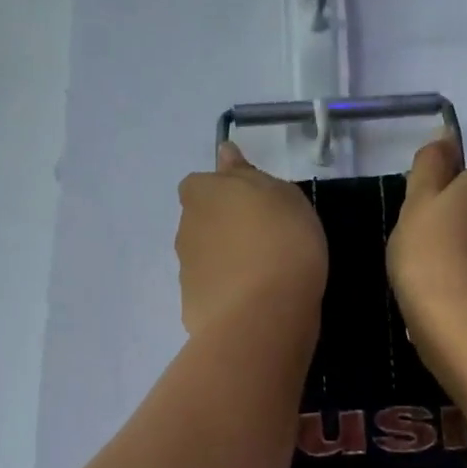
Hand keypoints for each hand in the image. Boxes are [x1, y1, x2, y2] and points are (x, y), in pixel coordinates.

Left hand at [176, 143, 327, 337]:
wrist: (263, 313)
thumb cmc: (282, 240)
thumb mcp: (281, 194)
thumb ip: (247, 174)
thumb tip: (224, 154)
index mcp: (201, 194)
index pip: (201, 185)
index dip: (225, 194)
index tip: (255, 207)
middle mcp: (185, 229)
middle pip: (202, 223)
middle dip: (224, 230)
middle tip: (265, 241)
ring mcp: (186, 271)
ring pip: (206, 259)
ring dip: (226, 263)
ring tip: (264, 278)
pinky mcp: (192, 308)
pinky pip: (213, 294)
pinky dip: (228, 296)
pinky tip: (254, 306)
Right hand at [388, 138, 466, 347]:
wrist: (462, 322)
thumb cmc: (431, 253)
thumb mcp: (418, 201)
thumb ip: (431, 165)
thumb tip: (446, 134)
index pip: (463, 181)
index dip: (436, 201)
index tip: (417, 224)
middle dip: (452, 228)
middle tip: (419, 252)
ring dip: (460, 257)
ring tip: (429, 282)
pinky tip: (445, 302)